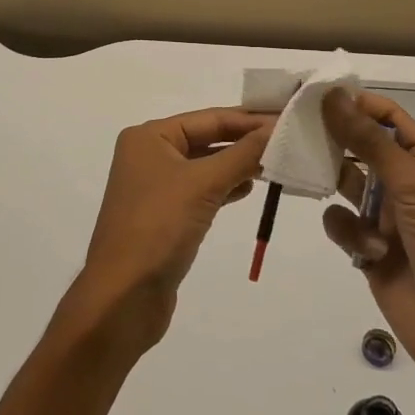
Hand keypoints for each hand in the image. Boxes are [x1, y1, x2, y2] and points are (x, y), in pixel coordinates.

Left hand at [70, 107, 273, 351]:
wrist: (123, 296)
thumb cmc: (158, 227)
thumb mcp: (203, 184)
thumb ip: (243, 154)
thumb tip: (278, 128)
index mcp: (149, 137)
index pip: (209, 118)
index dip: (250, 119)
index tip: (290, 118)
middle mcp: (149, 155)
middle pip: (207, 139)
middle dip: (246, 141)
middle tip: (291, 141)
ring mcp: (156, 187)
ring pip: (206, 166)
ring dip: (239, 165)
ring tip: (279, 164)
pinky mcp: (166, 216)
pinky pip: (202, 191)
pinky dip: (226, 188)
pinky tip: (250, 189)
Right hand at [321, 89, 414, 383]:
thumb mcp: (412, 185)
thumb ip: (369, 141)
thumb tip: (333, 96)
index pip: (388, 119)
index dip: (357, 104)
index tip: (317, 94)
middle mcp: (403, 184)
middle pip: (360, 149)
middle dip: (333, 140)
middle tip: (294, 128)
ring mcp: (384, 217)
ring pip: (344, 185)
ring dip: (334, 186)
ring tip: (314, 180)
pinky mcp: (367, 249)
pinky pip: (341, 224)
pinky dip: (347, 233)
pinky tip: (365, 250)